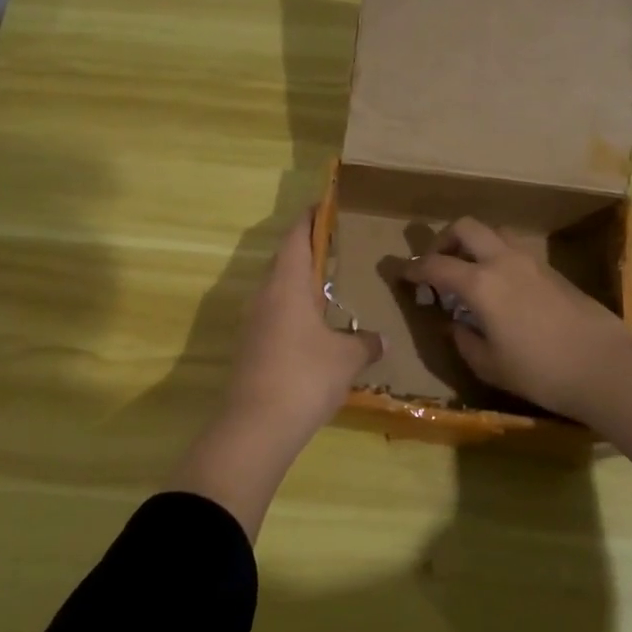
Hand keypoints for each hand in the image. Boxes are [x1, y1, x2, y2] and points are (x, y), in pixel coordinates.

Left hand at [224, 209, 382, 446]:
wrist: (256, 426)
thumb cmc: (305, 376)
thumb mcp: (346, 358)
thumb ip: (366, 343)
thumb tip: (381, 339)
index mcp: (287, 285)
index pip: (296, 237)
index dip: (310, 219)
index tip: (325, 205)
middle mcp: (265, 296)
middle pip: (285, 261)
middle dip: (308, 250)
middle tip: (337, 247)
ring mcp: (254, 323)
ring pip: (278, 290)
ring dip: (300, 283)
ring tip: (330, 286)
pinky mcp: (251, 348)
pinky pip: (275, 315)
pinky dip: (294, 310)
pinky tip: (315, 328)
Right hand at [402, 217, 631, 419]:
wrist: (605, 367)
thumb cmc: (540, 372)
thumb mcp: (489, 365)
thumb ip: (464, 339)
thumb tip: (454, 323)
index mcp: (481, 284)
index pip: (436, 265)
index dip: (413, 268)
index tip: (401, 274)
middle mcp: (504, 262)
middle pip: (467, 228)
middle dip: (444, 240)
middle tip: (437, 264)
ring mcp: (532, 262)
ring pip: (495, 233)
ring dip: (475, 245)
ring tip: (469, 273)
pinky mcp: (553, 271)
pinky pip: (515, 251)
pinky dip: (498, 258)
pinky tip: (501, 289)